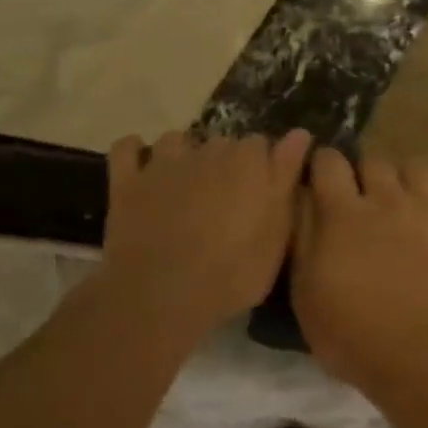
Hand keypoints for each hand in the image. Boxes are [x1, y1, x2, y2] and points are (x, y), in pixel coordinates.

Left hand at [84, 129, 311, 340]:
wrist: (163, 295)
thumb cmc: (233, 272)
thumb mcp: (276, 232)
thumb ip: (286, 176)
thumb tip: (300, 133)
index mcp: (249, 162)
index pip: (262, 145)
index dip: (262, 168)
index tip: (262, 193)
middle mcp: (208, 150)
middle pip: (222, 142)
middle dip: (226, 162)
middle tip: (226, 199)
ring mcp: (164, 163)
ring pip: (178, 139)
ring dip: (184, 153)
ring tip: (186, 184)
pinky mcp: (127, 180)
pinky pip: (127, 148)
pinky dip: (135, 152)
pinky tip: (143, 168)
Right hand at [290, 150, 427, 385]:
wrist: (427, 357)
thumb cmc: (356, 337)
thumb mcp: (307, 295)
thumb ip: (303, 239)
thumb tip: (303, 197)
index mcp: (342, 214)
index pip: (329, 163)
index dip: (325, 164)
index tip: (326, 177)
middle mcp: (387, 197)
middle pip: (374, 160)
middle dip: (368, 173)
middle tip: (370, 197)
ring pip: (417, 166)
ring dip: (409, 178)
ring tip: (412, 199)